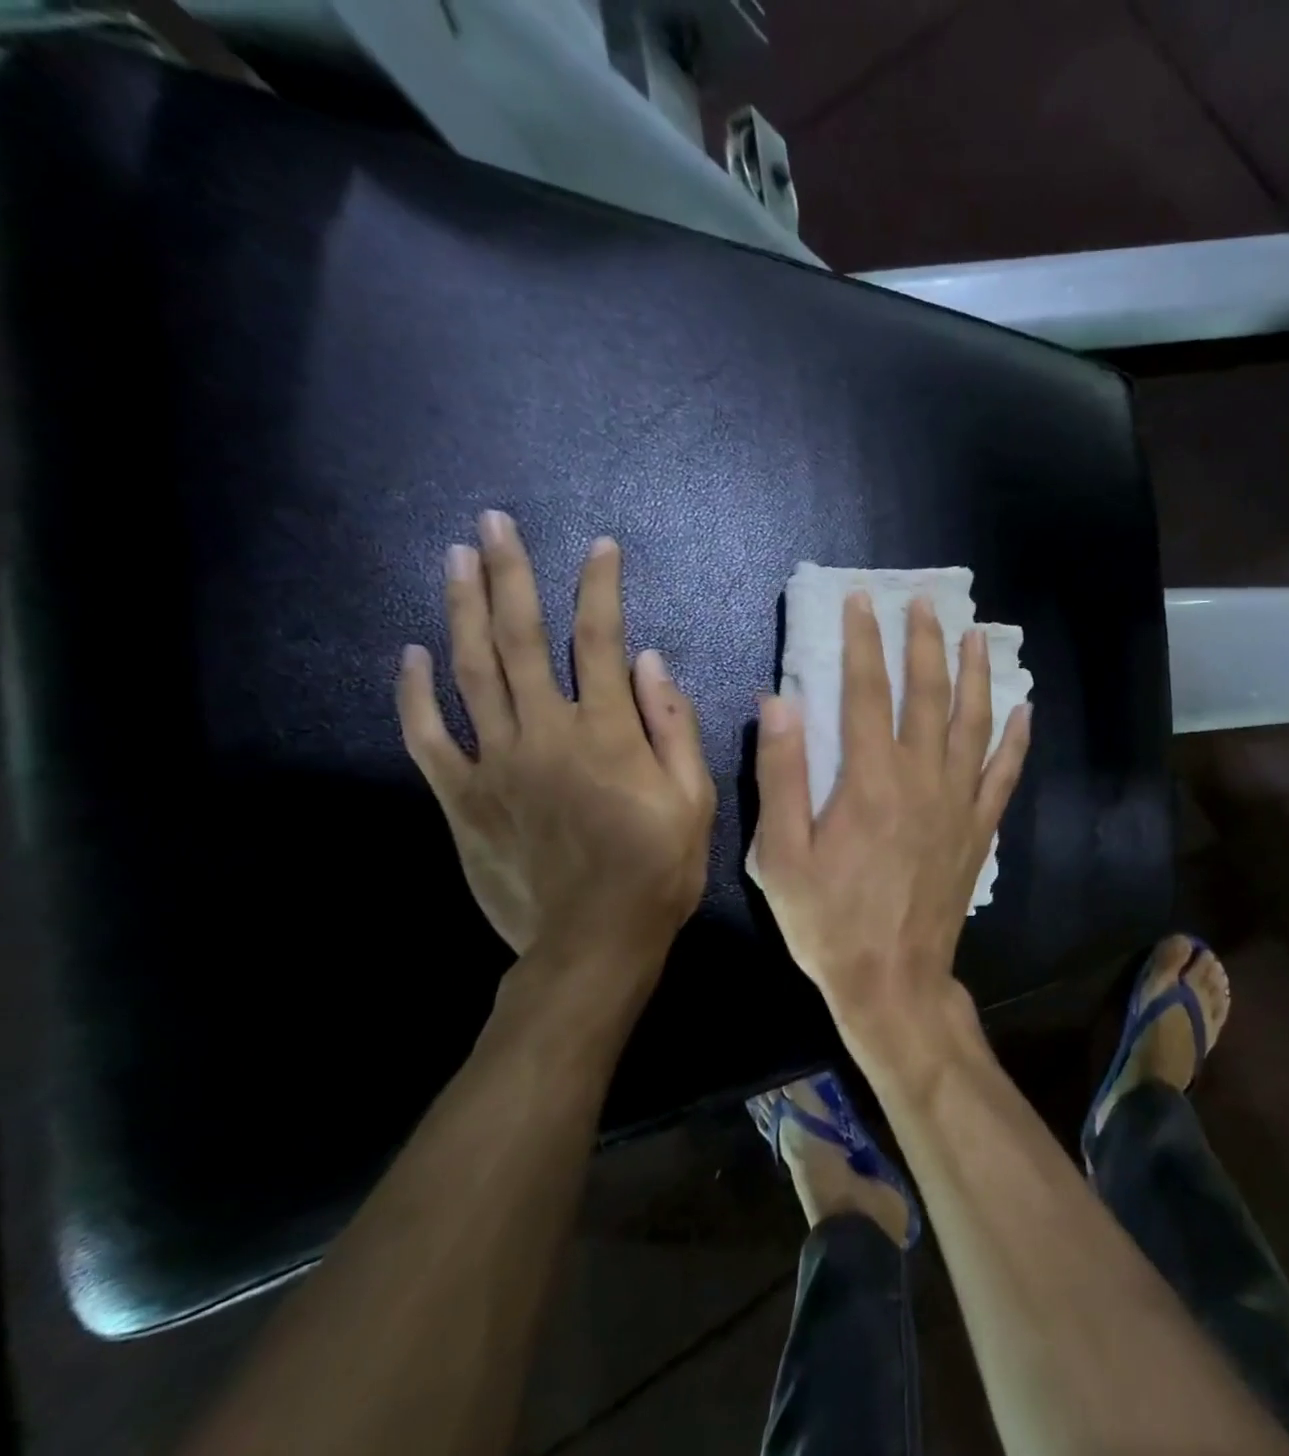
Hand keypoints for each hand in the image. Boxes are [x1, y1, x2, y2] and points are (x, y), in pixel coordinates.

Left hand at [396, 511, 715, 990]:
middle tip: (495, 524)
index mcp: (608, 734)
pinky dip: (415, 693)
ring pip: (471, 673)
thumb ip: (674, 728)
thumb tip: (652, 663)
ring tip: (455, 559)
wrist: (593, 941)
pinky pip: (428, 737)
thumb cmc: (658, 869)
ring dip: (462, 612)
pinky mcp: (462, 797)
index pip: (601, 641)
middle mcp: (546, 734)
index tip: (600, 548)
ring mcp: (496, 763)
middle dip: (510, 576)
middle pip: (522, 640)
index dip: (600, 588)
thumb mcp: (694, 799)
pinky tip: (410, 654)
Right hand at [751, 592, 1030, 1048]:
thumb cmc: (828, 921)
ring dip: (975, 675)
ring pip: (972, 722)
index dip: (861, 641)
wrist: (893, 981)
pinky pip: (1005, 773)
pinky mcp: (981, 829)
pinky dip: (1016, 739)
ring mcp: (959, 802)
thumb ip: (780, 774)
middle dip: (923, 643)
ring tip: (977, 635)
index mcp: (869, 779)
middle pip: (926, 694)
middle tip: (925, 602)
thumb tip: (779, 701)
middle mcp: (922, 778)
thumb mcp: (781, 855)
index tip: (861, 600)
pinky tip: (1023, 709)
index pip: (864, 691)